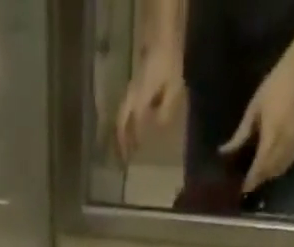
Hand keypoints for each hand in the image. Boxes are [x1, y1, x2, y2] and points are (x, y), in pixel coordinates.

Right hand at [116, 47, 184, 162]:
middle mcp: (132, 97)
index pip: (133, 126)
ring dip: (122, 134)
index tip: (132, 158)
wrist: (162, 39)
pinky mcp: (134, 90)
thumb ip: (164, 110)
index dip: (133, 142)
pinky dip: (126, 125)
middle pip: (121, 123)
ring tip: (125, 150)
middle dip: (120, 142)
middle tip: (122, 160)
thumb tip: (156, 127)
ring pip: (121, 118)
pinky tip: (132, 133)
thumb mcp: (173, 89)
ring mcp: (131, 92)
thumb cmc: (168, 63)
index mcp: (140, 99)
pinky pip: (126, 112)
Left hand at [220, 60, 293, 193]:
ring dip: (268, 176)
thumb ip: (240, 134)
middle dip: (259, 179)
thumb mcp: (253, 110)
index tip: (242, 188)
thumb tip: (224, 152)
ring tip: (256, 179)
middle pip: (271, 169)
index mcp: (272, 130)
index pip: (261, 163)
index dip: (252, 178)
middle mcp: (286, 139)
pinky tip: (270, 170)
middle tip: (247, 186)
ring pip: (280, 168)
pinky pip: (289, 162)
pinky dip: (278, 169)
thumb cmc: (273, 88)